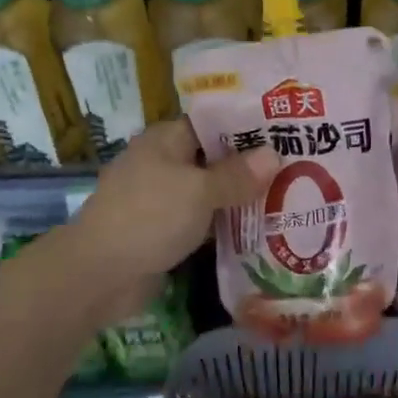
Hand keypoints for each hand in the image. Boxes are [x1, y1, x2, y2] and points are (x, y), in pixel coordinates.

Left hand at [62, 118, 279, 319]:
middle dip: (250, 166)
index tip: (286, 132)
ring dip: (240, 198)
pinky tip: (260, 228)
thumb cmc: (150, 217)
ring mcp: (162, 199)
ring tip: (289, 197)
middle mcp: (163, 163)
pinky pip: (202, 220)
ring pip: (209, 192)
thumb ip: (237, 175)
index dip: (248, 126)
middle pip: (213, 158)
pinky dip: (225, 224)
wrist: (99, 274)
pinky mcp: (164, 231)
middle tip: (298, 167)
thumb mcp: (199, 191)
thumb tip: (273, 155)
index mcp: (166, 140)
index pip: (213, 122)